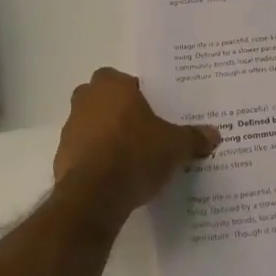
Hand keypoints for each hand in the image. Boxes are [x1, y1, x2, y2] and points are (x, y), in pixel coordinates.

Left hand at [53, 69, 219, 217]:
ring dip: (105, 137)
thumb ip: (193, 137)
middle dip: (118, 112)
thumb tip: (214, 134)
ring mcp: (69, 130)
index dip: (135, 93)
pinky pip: (83, 153)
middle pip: (102, 100)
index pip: (122, 79)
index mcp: (111, 86)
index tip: (151, 111)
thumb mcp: (175, 146)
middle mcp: (85, 101)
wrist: (95, 196)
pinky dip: (95, 161)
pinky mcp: (61, 159)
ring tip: (131, 158)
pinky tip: (115, 178)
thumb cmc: (136, 154)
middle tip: (142, 131)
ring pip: (90, 126)